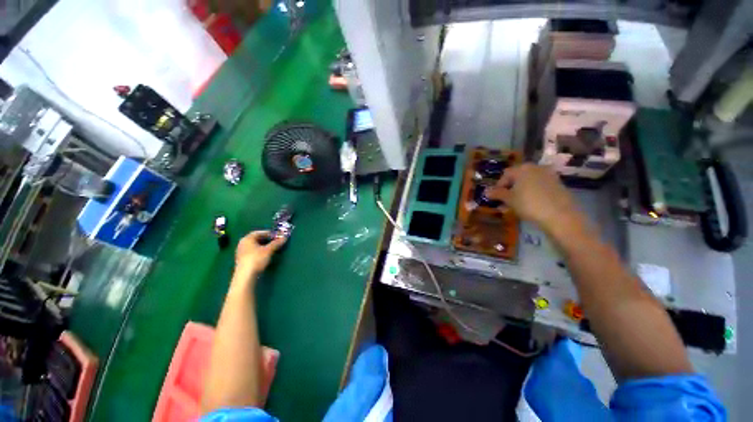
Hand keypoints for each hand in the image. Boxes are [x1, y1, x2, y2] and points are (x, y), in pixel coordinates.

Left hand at [234, 231, 285, 279]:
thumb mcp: (269, 250)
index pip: (260, 232)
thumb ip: (276, 243)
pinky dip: (260, 252)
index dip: (269, 233)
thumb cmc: (256, 259)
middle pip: (257, 239)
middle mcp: (242, 244)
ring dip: (264, 246)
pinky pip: (253, 252)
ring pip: (255, 246)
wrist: (246, 276)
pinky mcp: (243, 260)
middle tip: (276, 242)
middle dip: (267, 240)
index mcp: (247, 239)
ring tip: (273, 249)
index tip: (278, 236)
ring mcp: (241, 252)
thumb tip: (284, 237)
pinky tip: (266, 256)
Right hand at [485, 164, 584, 233]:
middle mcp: (536, 168)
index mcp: (522, 169)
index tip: (496, 198)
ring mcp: (549, 175)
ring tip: (517, 205)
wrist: (560, 215)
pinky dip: (533, 193)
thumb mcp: (509, 199)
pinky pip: (540, 186)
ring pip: (529, 182)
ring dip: (521, 191)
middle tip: (506, 202)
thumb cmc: (529, 204)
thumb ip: (497, 193)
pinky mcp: (558, 184)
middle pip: (518, 177)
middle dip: (510, 189)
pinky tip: (531, 204)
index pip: (505, 175)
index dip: (499, 186)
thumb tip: (486, 191)